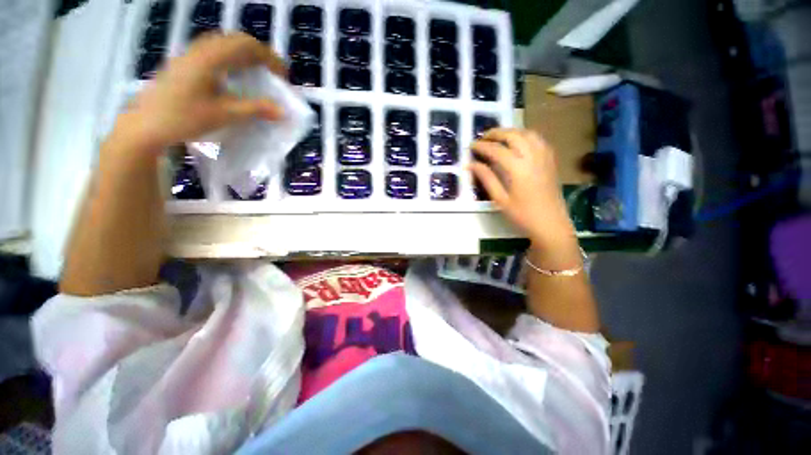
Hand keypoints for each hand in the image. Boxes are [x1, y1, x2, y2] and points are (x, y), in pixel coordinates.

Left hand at [114, 33, 286, 150]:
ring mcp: (190, 55)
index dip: (269, 58)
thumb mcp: (224, 115)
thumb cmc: (184, 118)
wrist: (146, 125)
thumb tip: (283, 112)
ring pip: (223, 44)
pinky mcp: (184, 64)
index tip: (284, 75)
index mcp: (210, 58)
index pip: (247, 46)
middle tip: (273, 73)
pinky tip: (234, 76)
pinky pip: (213, 51)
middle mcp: (200, 50)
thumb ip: (255, 109)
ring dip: (245, 55)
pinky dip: (231, 59)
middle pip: (235, 40)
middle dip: (259, 53)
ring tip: (257, 73)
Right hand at [470, 128, 575, 245]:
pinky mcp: (551, 160)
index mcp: (518, 169)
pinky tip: (518, 142)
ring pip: (527, 133)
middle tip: (482, 138)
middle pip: (513, 135)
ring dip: (511, 131)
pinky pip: (538, 139)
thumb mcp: (500, 199)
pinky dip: (525, 135)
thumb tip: (471, 164)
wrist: (551, 224)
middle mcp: (533, 157)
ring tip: (498, 137)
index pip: (496, 150)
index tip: (470, 146)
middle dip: (496, 133)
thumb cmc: (522, 215)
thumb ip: (486, 178)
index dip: (482, 146)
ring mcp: (545, 157)